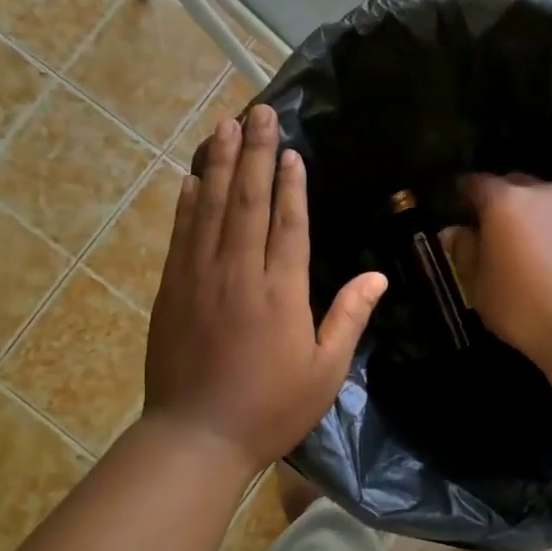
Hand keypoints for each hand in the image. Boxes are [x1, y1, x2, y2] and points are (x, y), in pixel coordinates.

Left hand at [144, 105, 386, 475]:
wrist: (195, 438)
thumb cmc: (269, 409)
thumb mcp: (324, 373)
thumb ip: (349, 319)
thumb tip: (379, 277)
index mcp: (281, 292)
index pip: (288, 224)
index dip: (291, 184)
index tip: (291, 149)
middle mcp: (239, 273)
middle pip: (248, 202)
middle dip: (256, 153)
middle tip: (258, 112)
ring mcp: (200, 278)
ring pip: (212, 209)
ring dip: (221, 164)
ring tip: (225, 126)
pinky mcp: (173, 290)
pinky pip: (182, 236)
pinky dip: (188, 203)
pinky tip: (192, 178)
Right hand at [446, 174, 551, 361]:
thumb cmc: (519, 302)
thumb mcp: (476, 282)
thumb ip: (463, 250)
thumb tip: (455, 232)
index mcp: (506, 199)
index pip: (476, 182)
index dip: (463, 195)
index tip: (457, 210)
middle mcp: (542, 193)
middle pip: (513, 185)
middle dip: (498, 201)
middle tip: (486, 229)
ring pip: (541, 203)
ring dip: (526, 217)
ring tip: (517, 247)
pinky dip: (549, 232)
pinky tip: (544, 261)